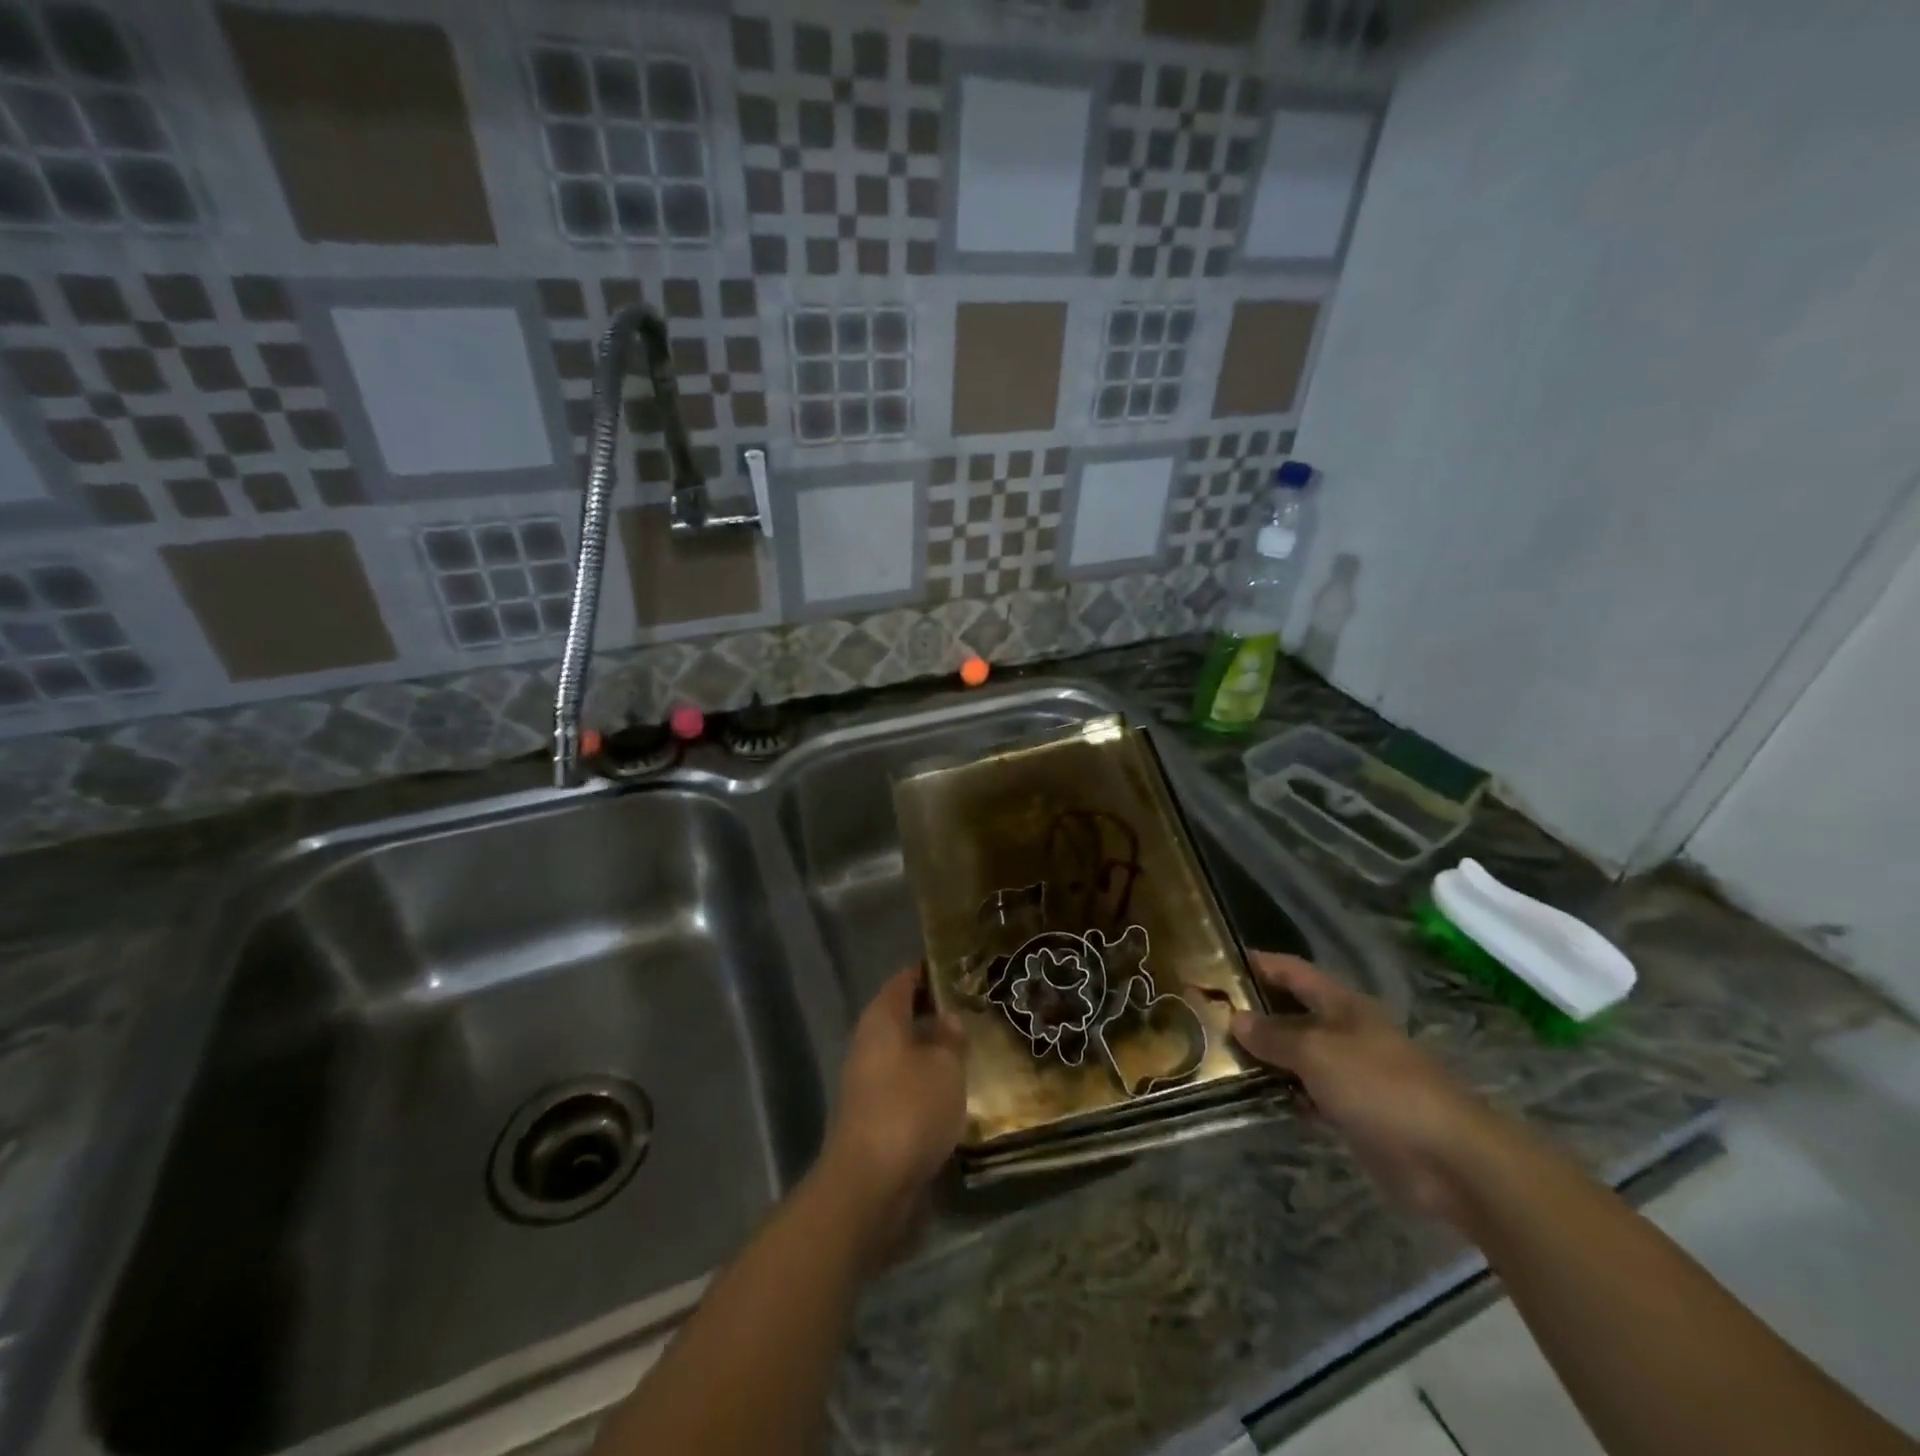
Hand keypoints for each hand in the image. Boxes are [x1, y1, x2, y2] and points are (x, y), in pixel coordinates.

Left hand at [819, 966, 966, 1240]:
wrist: (870, 1184)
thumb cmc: (910, 1109)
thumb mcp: (945, 1067)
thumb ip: (950, 1038)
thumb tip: (947, 1018)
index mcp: (882, 1018)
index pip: (904, 980)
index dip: (929, 970)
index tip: (958, 967)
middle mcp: (868, 1042)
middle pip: (901, 1014)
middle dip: (933, 1009)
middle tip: (972, 1006)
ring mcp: (866, 1080)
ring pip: (903, 1050)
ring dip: (930, 1047)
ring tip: (969, 1045)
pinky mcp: (872, 1113)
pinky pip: (902, 1081)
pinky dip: (924, 1078)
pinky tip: (951, 1087)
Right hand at [1232, 952, 1495, 1220]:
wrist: (1449, 1159)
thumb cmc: (1380, 1086)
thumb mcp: (1317, 1052)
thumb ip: (1274, 1035)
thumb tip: (1235, 1018)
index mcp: (1342, 1005)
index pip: (1293, 972)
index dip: (1259, 964)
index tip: (1218, 963)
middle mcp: (1346, 1032)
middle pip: (1293, 1013)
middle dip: (1254, 1014)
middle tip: (1207, 1017)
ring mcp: (1352, 1074)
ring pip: (1298, 1056)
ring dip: (1266, 1058)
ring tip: (1219, 1058)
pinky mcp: (1355, 1113)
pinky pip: (1309, 1094)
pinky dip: (1285, 1094)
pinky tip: (1255, 1099)